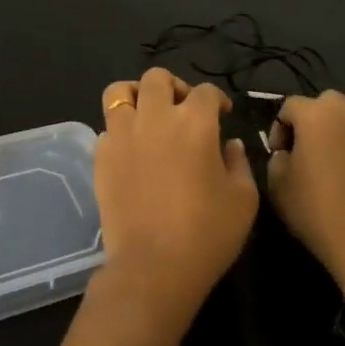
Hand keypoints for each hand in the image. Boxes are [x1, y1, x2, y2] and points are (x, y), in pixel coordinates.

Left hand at [92, 68, 256, 328]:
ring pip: (120, 92)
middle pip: (157, 78)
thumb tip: (230, 144)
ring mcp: (123, 134)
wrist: (153, 267)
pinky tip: (131, 150)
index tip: (222, 115)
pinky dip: (119, 131)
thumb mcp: (243, 200)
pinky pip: (106, 128)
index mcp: (195, 122)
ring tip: (146, 115)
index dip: (217, 100)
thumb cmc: (207, 234)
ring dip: (136, 96)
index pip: (206, 91)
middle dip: (174, 86)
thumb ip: (239, 163)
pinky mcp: (100, 156)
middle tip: (183, 110)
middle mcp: (156, 117)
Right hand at [267, 90, 344, 282]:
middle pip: (327, 102)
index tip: (279, 154)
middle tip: (308, 150)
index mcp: (315, 115)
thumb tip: (287, 153)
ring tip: (339, 157)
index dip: (279, 128)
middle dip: (314, 120)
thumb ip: (277, 158)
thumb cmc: (316, 211)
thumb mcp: (277, 184)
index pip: (289, 106)